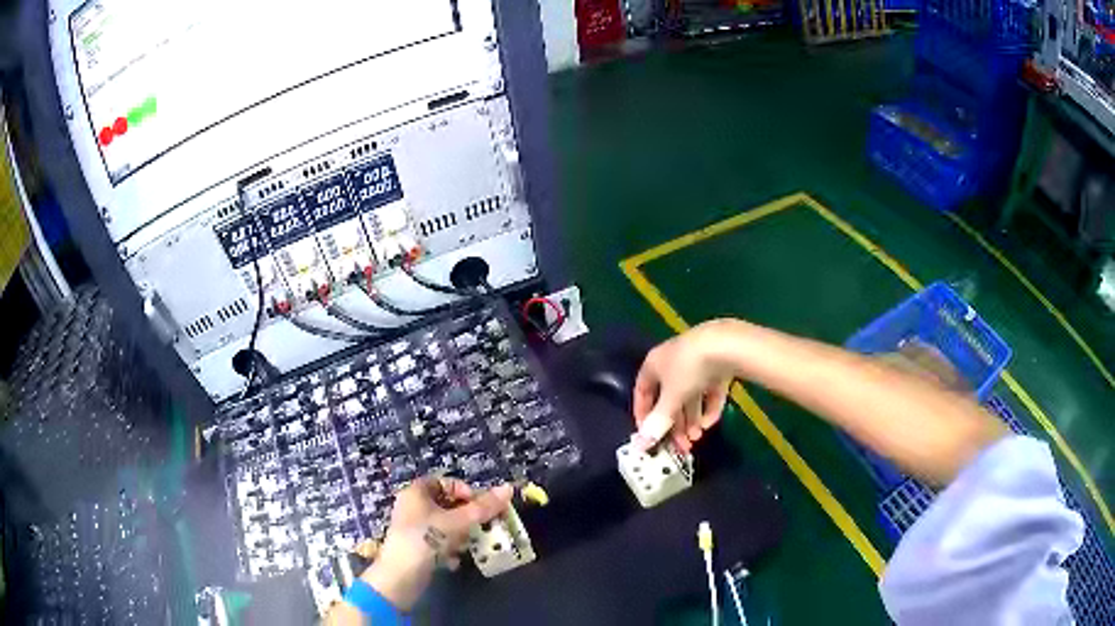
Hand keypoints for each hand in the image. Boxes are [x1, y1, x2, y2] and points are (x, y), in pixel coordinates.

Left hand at [364, 476, 512, 610]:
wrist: (401, 576)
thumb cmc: (426, 540)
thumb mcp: (459, 521)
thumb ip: (483, 507)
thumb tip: (508, 488)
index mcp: (416, 492)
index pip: (446, 482)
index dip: (466, 491)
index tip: (480, 507)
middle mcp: (412, 506)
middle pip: (447, 505)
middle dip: (466, 517)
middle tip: (481, 528)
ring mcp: (412, 528)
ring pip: (445, 526)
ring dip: (460, 535)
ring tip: (467, 546)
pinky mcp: (415, 548)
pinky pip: (438, 542)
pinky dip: (449, 549)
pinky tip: (454, 560)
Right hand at [633, 320, 736, 452]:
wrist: (725, 345)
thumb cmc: (688, 369)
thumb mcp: (671, 398)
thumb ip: (658, 421)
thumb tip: (642, 443)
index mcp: (654, 364)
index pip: (642, 392)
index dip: (644, 415)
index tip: (649, 436)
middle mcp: (672, 362)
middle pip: (669, 398)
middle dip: (675, 423)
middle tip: (681, 445)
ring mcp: (697, 363)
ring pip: (690, 396)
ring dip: (692, 419)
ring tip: (698, 437)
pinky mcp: (717, 365)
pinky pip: (709, 390)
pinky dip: (709, 406)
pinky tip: (711, 422)